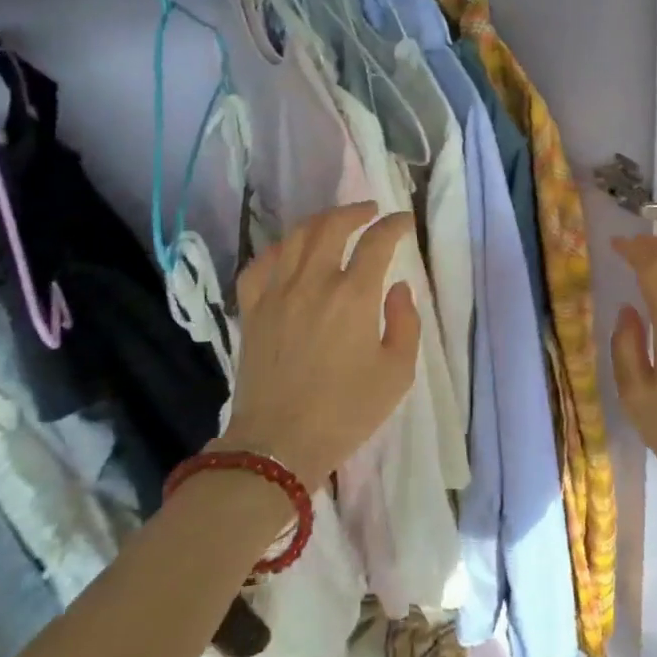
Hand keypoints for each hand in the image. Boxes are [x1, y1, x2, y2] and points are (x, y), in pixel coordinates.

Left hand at [221, 203, 421, 488]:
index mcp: (353, 296)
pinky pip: (261, 265)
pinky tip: (288, 254)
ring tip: (334, 223)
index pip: (377, 242)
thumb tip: (397, 289)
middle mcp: (313, 282)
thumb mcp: (397, 374)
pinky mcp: (252, 310)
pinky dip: (278, 250)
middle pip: (331, 225)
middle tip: (370, 212)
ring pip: (295, 237)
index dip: (394, 225)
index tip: (405, 222)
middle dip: (355, 211)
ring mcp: (277, 293)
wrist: (278, 444)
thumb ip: (405, 323)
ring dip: (319, 221)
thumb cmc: (346, 413)